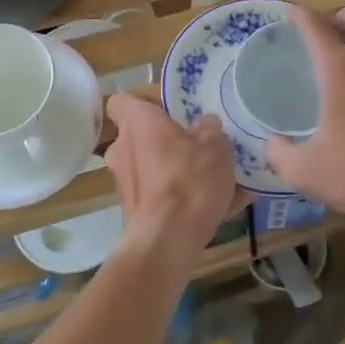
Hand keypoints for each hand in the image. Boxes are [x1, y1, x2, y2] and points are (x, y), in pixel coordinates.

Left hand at [103, 93, 238, 274]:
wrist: (167, 241)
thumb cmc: (188, 180)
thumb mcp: (215, 146)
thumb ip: (210, 130)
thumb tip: (204, 124)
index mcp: (138, 123)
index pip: (123, 101)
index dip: (143, 102)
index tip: (169, 110)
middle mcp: (123, 150)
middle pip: (142, 137)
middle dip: (168, 142)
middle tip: (200, 147)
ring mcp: (125, 184)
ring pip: (154, 168)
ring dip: (178, 171)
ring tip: (218, 180)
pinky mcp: (134, 213)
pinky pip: (162, 196)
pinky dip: (183, 198)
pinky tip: (221, 207)